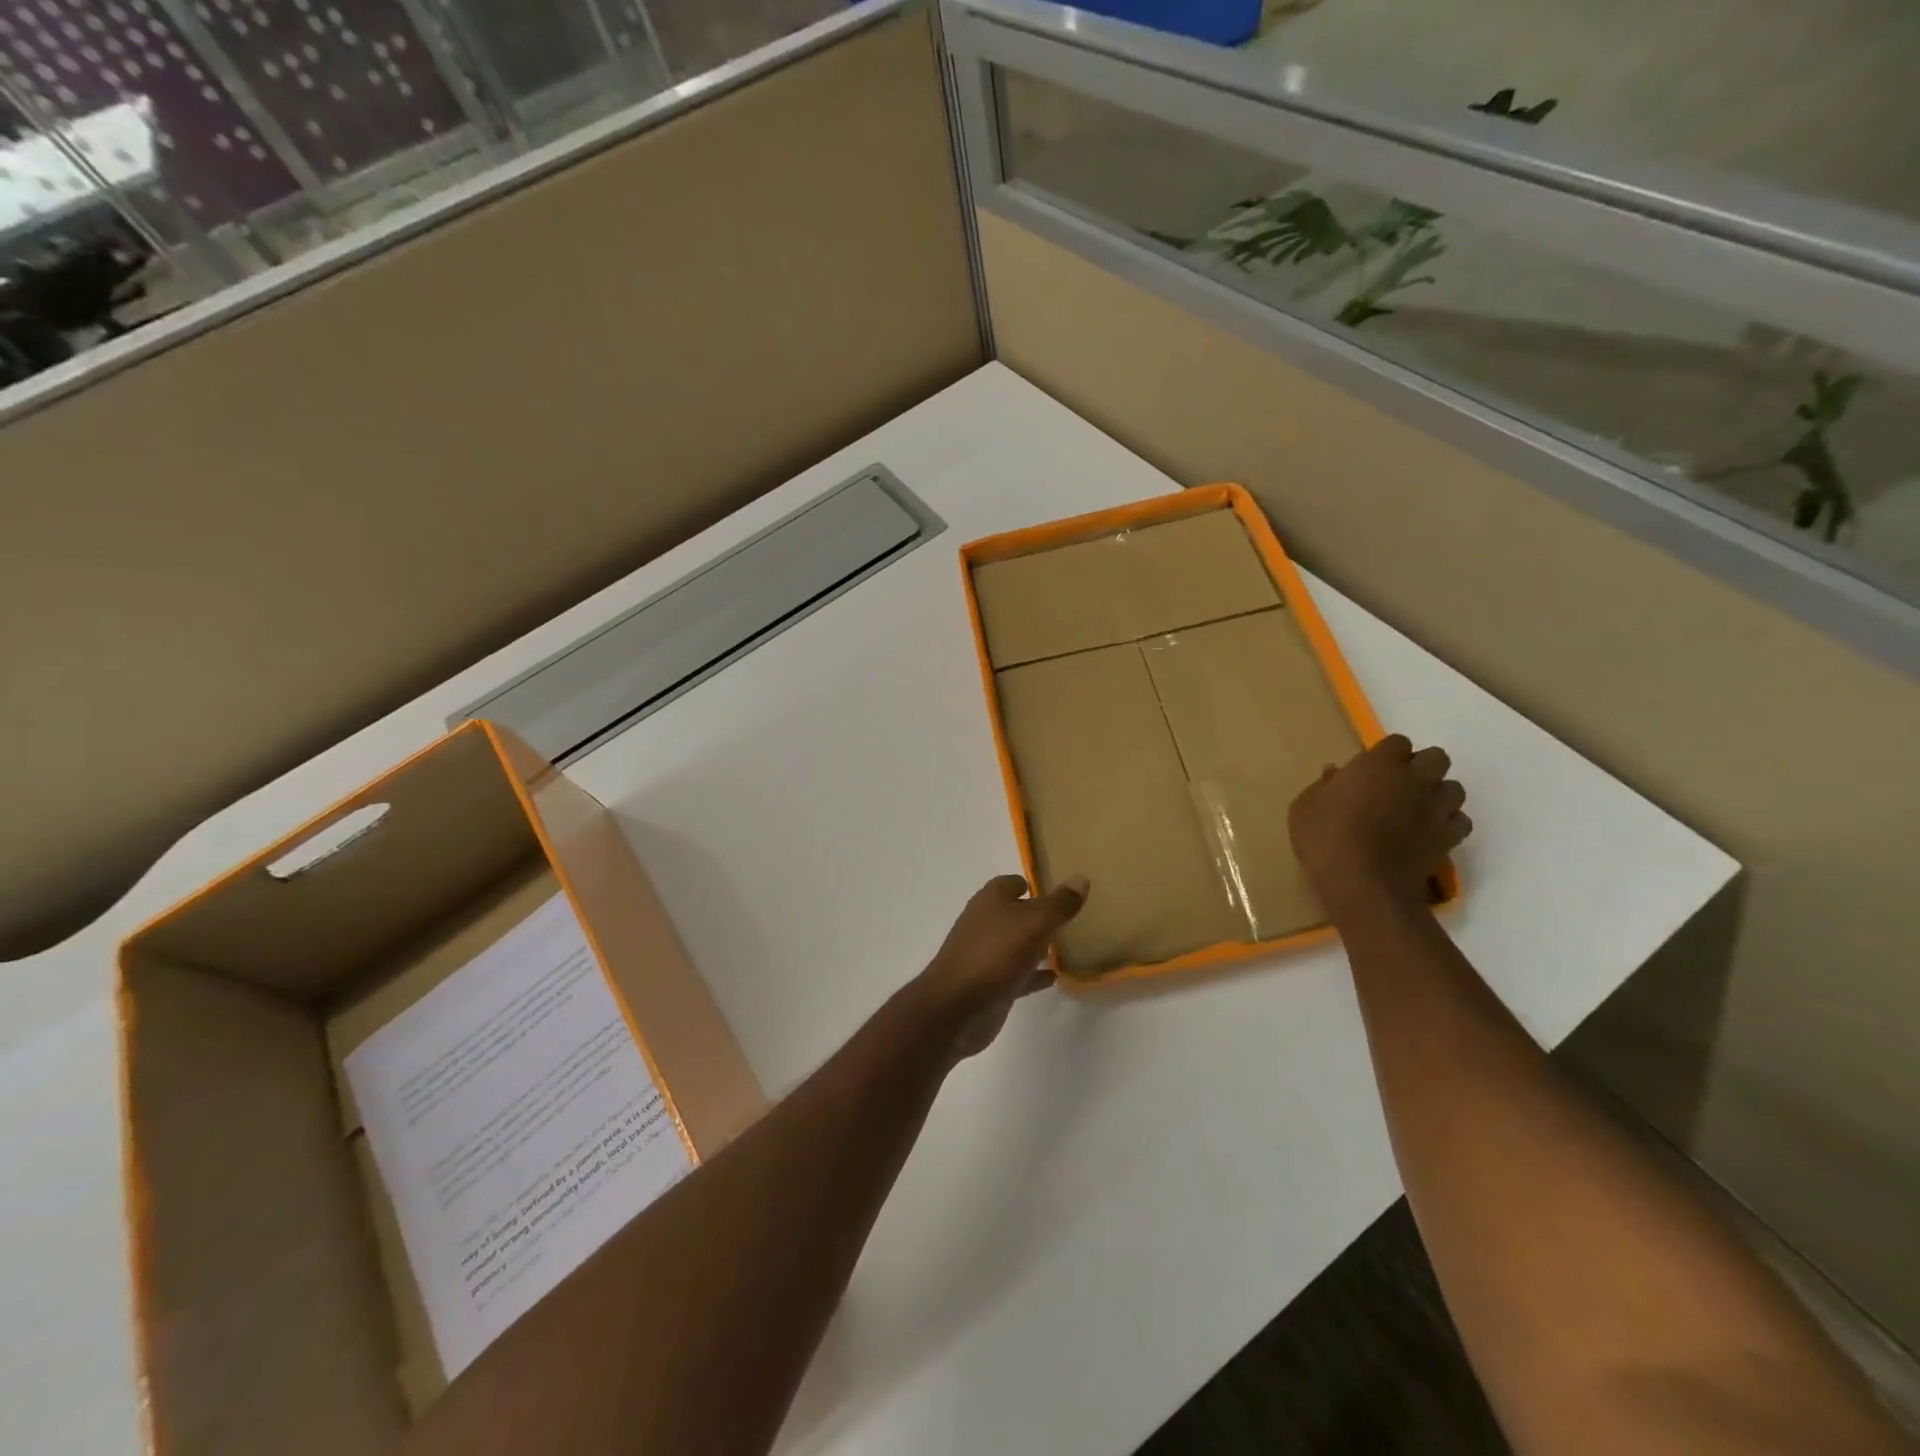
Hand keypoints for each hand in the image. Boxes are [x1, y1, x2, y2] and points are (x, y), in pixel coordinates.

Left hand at [917, 874, 1088, 1060]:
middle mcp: (985, 923)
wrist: (957, 1007)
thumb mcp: (1035, 923)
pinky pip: (1017, 974)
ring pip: (1015, 944)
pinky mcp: (989, 984)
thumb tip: (1081, 878)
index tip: (1058, 890)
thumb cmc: (995, 953)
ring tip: (1066, 946)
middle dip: (1036, 915)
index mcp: (991, 900)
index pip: (1012, 883)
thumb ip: (1059, 903)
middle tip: (1067, 918)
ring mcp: (985, 955)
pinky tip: (1054, 978)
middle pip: (1013, 913)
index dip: (1032, 884)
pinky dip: (1033, 974)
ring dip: (1035, 945)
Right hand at [1289, 735, 1470, 918]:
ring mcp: (1436, 808)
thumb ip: (1323, 786)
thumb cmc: (1326, 838)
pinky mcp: (1448, 837)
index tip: (1371, 770)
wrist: (1362, 884)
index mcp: (1378, 764)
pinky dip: (1448, 823)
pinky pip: (1460, 821)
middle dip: (1421, 767)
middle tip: (1398, 785)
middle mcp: (1414, 779)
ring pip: (1454, 788)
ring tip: (1417, 809)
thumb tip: (1334, 772)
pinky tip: (1428, 832)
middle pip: (1436, 758)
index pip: (1397, 742)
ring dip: (1438, 794)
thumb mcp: (1305, 807)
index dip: (1387, 754)